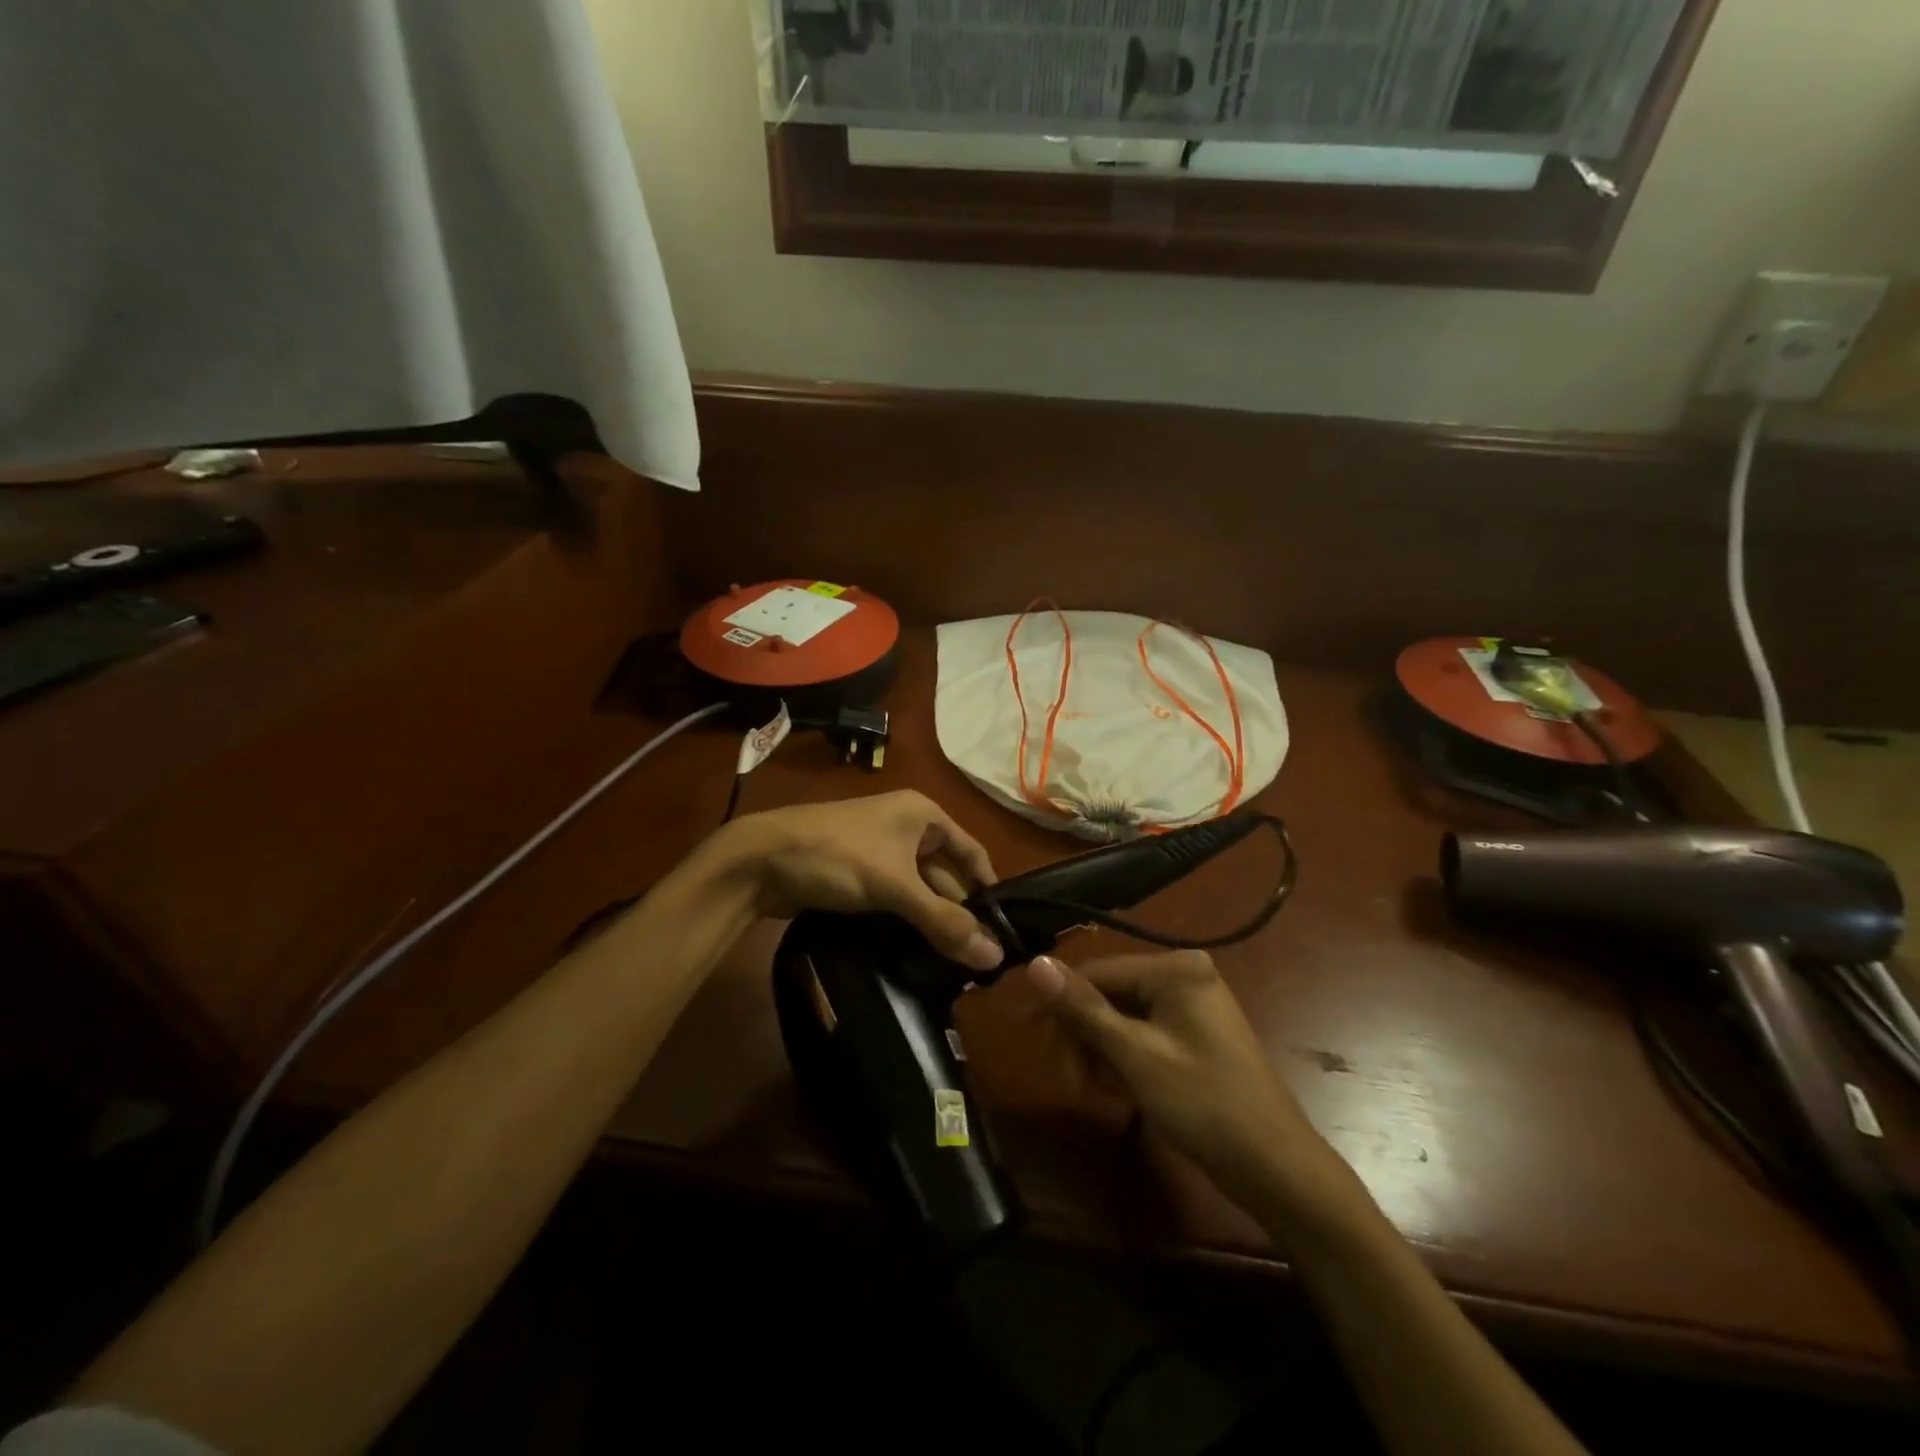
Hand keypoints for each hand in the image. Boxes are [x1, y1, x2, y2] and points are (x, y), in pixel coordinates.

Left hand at [722, 791, 1002, 970]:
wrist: (759, 860)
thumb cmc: (837, 856)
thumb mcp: (895, 887)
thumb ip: (944, 922)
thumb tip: (995, 958)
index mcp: (923, 815)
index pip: (971, 852)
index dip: (988, 889)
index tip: (1003, 931)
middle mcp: (905, 828)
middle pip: (944, 875)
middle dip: (957, 913)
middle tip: (977, 959)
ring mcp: (878, 852)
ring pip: (917, 891)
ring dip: (929, 922)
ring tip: (951, 965)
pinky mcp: (856, 875)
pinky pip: (892, 899)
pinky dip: (904, 922)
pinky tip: (914, 953)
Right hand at [1027, 951, 1361, 1231]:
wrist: (1276, 1169)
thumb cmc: (1204, 1105)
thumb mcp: (1135, 1056)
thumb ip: (1083, 1009)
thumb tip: (1034, 965)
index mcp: (1176, 968)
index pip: (1099, 971)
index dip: (1059, 1000)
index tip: (1025, 1030)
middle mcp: (1184, 976)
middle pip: (1109, 994)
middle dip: (1084, 1036)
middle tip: (1071, 1081)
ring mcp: (1191, 1007)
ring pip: (1121, 1019)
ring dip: (1100, 1053)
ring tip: (1095, 1092)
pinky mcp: (1193, 1036)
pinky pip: (1142, 1036)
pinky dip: (1123, 1061)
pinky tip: (1118, 1092)